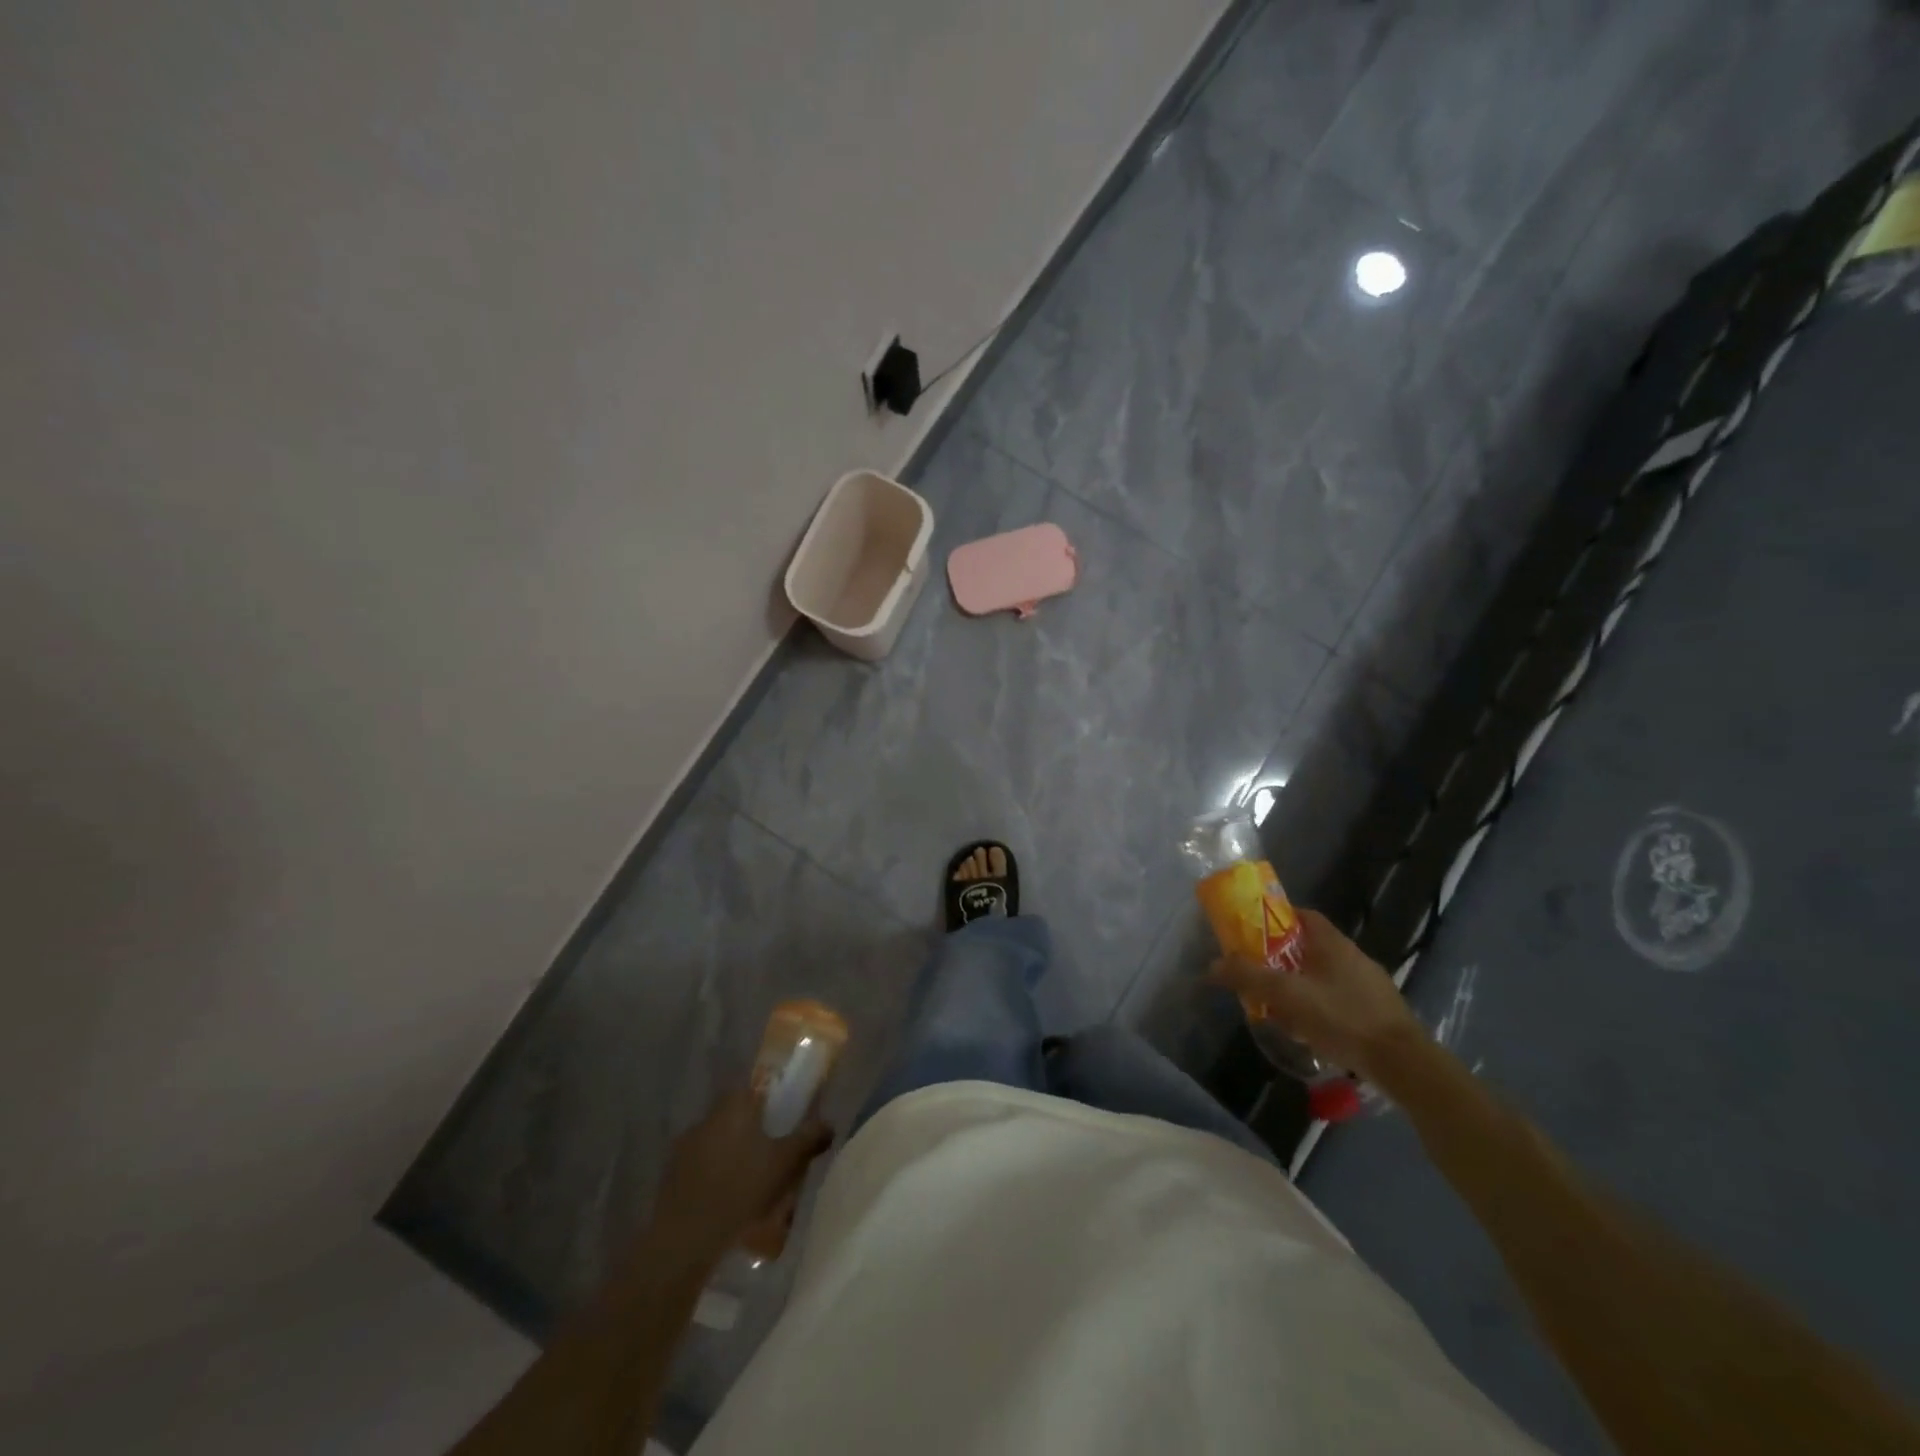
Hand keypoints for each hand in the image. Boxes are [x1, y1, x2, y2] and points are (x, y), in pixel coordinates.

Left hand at [646, 1088, 832, 1267]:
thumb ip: (808, 1138)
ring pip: (718, 1140)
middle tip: (772, 1154)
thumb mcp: (785, 1162)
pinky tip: (726, 1198)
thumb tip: (829, 1124)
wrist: (686, 1235)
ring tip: (751, 1181)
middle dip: (753, 1130)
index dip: (771, 1101)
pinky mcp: (672, 1172)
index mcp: (735, 1104)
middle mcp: (708, 1115)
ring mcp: (686, 1144)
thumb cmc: (742, 1187)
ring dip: (733, 1153)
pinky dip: (714, 1174)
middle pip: (737, 1114)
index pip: (755, 1087)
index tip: (783, 1119)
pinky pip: (702, 1164)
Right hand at [1212, 908, 1426, 1084]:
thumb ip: (1249, 977)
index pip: (1302, 915)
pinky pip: (1339, 1000)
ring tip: (1279, 1009)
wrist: (1403, 1064)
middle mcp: (1353, 956)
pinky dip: (1320, 1008)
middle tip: (1259, 975)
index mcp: (1333, 943)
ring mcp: (1369, 985)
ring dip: (1300, 987)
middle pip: (1309, 947)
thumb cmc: (1343, 1018)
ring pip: (1324, 977)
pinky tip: (1310, 1032)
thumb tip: (1213, 965)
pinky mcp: (1378, 1012)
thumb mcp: (1288, 995)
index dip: (1277, 919)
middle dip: (1282, 959)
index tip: (1254, 932)